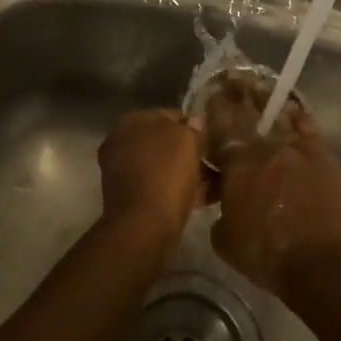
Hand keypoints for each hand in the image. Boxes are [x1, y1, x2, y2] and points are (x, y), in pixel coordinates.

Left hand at [97, 109, 203, 236]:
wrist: (145, 226)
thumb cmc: (165, 173)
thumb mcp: (186, 139)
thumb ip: (191, 127)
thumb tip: (193, 122)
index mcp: (131, 123)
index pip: (168, 114)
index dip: (192, 124)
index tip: (212, 136)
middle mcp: (123, 144)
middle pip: (165, 142)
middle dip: (190, 150)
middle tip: (215, 159)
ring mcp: (125, 173)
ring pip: (165, 166)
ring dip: (189, 171)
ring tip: (217, 180)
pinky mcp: (133, 199)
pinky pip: (163, 187)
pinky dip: (182, 190)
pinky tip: (207, 196)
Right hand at [204, 77, 340, 298]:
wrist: (321, 262)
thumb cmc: (267, 255)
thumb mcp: (225, 240)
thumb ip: (221, 213)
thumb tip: (226, 204)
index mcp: (237, 166)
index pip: (221, 129)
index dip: (215, 109)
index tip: (211, 94)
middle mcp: (265, 149)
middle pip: (248, 116)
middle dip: (238, 96)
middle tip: (232, 78)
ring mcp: (296, 149)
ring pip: (278, 117)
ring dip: (266, 100)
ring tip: (258, 86)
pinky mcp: (322, 157)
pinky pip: (308, 128)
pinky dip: (298, 116)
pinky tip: (293, 109)